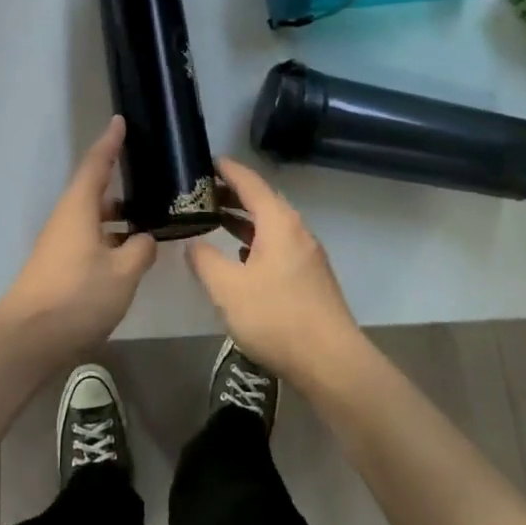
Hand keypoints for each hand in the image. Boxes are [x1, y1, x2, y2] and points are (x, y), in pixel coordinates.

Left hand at [0, 117, 156, 362]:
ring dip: (118, 212)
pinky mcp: (59, 265)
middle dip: (119, 179)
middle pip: (94, 189)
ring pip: (93, 216)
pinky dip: (110, 235)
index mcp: (79, 207)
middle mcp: (67, 217)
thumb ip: (140, 251)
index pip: (97, 164)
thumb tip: (146, 238)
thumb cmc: (77, 296)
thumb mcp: (122, 274)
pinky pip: (90, 237)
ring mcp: (60, 242)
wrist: (27, 338)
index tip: (121, 121)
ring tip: (149, 212)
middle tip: (150, 173)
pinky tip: (129, 250)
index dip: (110, 142)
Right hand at [189, 157, 360, 384]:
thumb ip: (205, 260)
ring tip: (215, 219)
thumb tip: (194, 244)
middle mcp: (296, 230)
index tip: (205, 161)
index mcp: (278, 222)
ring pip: (270, 225)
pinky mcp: (310, 278)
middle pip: (262, 201)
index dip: (227, 170)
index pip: (250, 182)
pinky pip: (278, 244)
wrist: (332, 363)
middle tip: (201, 192)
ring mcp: (307, 254)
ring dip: (243, 219)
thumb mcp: (228, 288)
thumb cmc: (276, 317)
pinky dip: (256, 240)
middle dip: (232, 194)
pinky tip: (241, 256)